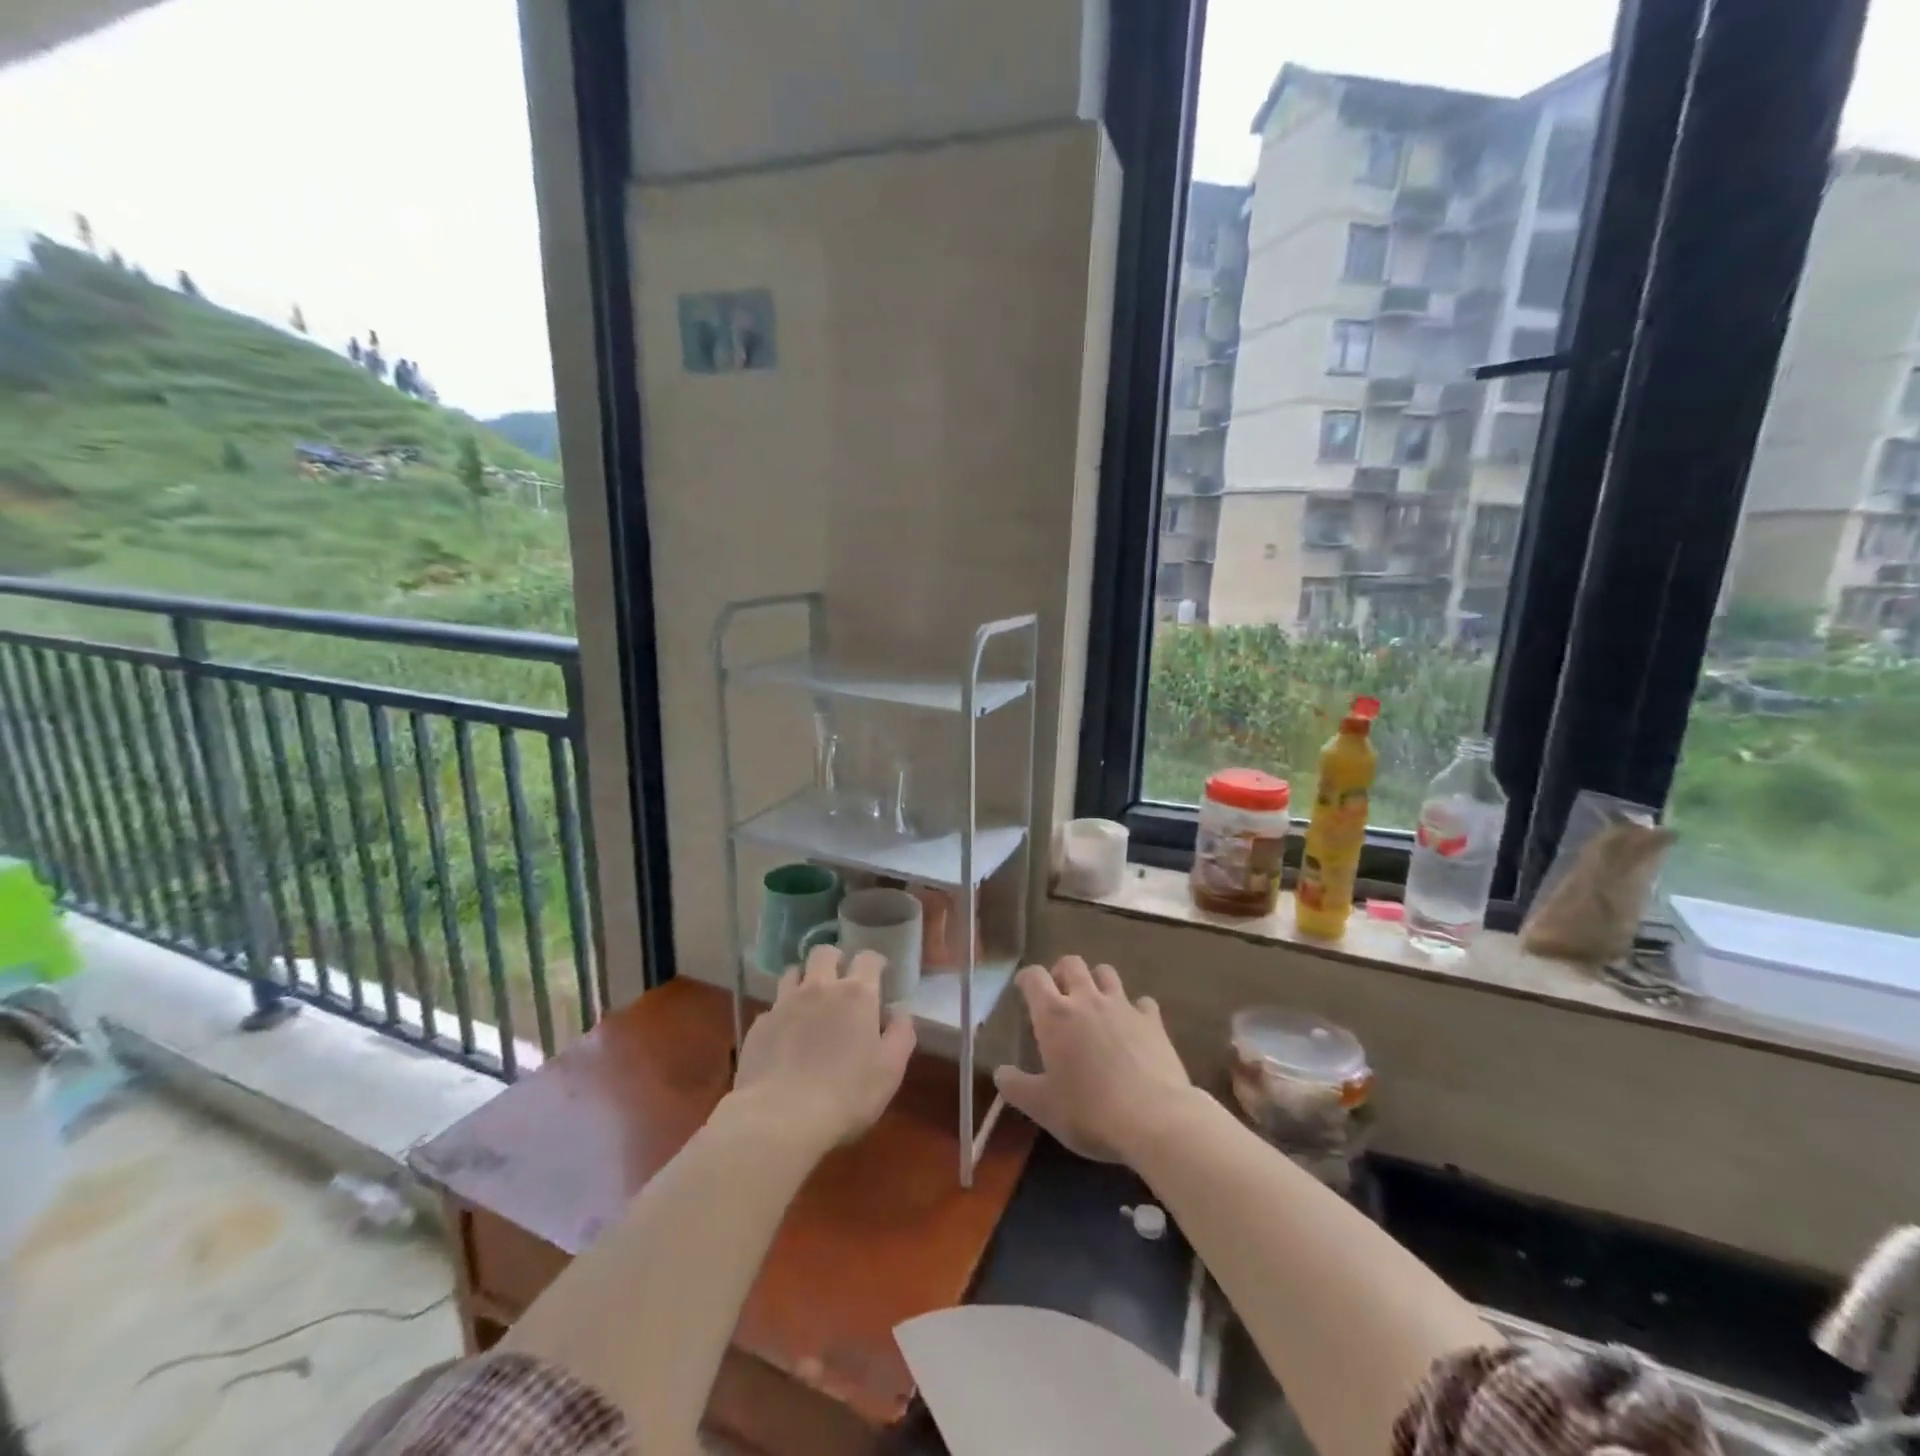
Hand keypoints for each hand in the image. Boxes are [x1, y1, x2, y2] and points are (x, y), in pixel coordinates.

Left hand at [730, 944, 916, 1151]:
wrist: (780, 1118)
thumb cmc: (847, 1094)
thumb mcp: (890, 1070)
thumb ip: (901, 1033)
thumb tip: (899, 1010)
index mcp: (856, 994)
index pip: (868, 958)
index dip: (875, 962)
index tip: (880, 973)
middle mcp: (819, 987)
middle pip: (824, 952)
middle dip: (835, 959)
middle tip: (841, 978)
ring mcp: (785, 1003)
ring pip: (793, 972)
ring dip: (804, 979)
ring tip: (810, 999)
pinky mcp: (760, 1025)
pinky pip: (774, 1007)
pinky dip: (783, 1013)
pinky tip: (786, 1035)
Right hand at [993, 956, 1195, 1164]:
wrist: (1154, 1119)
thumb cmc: (1089, 1112)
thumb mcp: (1042, 1107)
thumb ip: (1016, 1087)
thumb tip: (1000, 1073)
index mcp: (1054, 1015)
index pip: (1034, 977)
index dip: (1026, 978)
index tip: (1023, 989)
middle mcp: (1087, 999)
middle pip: (1071, 963)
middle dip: (1061, 972)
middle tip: (1059, 995)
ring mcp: (1122, 1006)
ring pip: (1106, 972)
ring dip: (1096, 981)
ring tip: (1094, 1004)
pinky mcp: (1152, 1021)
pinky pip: (1141, 1002)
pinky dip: (1134, 1009)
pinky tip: (1133, 1027)